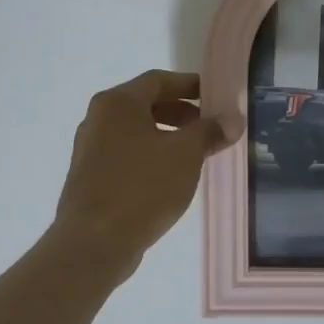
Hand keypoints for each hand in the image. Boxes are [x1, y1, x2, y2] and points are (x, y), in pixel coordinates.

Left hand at [51, 69, 236, 276]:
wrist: (93, 243)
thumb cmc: (142, 187)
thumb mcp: (185, 154)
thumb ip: (210, 131)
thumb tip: (232, 119)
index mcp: (118, 103)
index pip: (158, 80)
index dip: (190, 85)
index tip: (216, 96)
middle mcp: (99, 119)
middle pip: (146, 104)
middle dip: (182, 113)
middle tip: (210, 126)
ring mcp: (91, 149)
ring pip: (137, 131)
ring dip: (169, 136)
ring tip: (197, 153)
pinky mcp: (91, 177)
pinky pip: (128, 154)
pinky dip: (152, 155)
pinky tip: (172, 177)